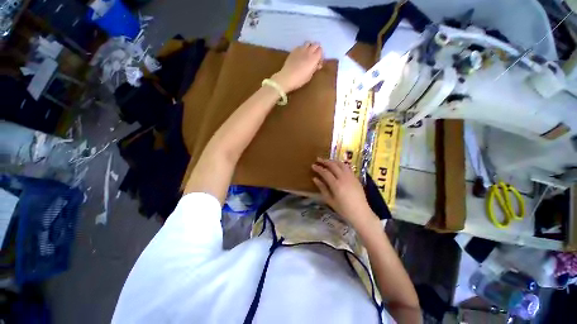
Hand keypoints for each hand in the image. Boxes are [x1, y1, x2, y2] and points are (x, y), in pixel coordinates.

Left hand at [271, 41, 322, 92]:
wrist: (287, 77)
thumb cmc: (300, 79)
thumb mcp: (310, 75)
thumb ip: (315, 68)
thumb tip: (318, 64)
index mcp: (314, 58)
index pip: (320, 50)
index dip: (320, 55)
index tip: (318, 61)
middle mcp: (308, 51)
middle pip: (315, 45)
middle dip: (316, 49)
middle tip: (314, 56)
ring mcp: (300, 49)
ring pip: (308, 43)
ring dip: (309, 47)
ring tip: (308, 54)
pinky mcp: (294, 50)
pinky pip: (300, 46)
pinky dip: (302, 49)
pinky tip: (300, 55)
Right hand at [311, 158, 375, 227]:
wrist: (361, 213)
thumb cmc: (343, 209)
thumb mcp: (330, 200)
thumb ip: (322, 188)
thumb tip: (315, 178)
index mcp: (336, 185)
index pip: (325, 172)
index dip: (318, 168)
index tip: (313, 165)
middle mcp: (344, 178)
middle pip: (333, 165)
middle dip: (325, 161)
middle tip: (318, 159)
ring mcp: (351, 177)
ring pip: (341, 164)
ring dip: (333, 161)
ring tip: (327, 161)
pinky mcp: (356, 178)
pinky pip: (347, 167)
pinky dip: (340, 164)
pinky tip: (337, 165)